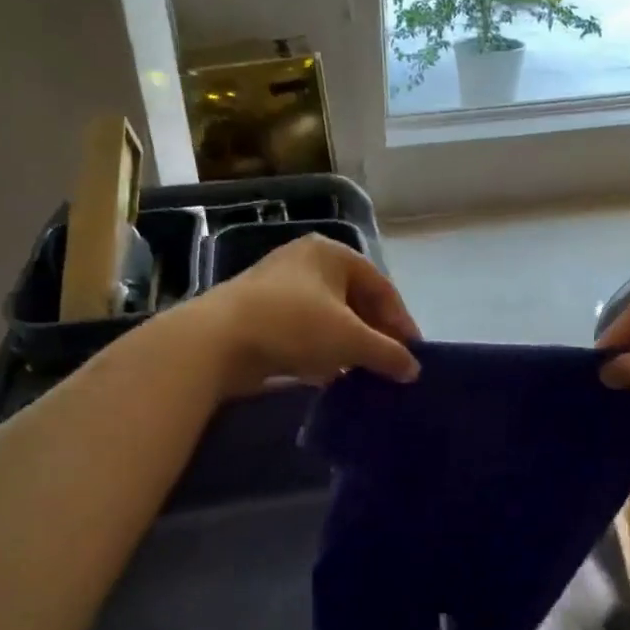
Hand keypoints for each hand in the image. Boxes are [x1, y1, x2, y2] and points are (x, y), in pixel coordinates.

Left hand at [189, 234, 421, 395]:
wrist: (216, 341)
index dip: (401, 321)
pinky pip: (305, 331)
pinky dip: (322, 351)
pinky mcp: (261, 315)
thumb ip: (388, 353)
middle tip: (390, 364)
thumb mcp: (350, 339)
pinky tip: (331, 376)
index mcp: (331, 253)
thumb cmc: (294, 325)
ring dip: (349, 345)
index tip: (413, 353)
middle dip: (375, 334)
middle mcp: (306, 262)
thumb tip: (413, 370)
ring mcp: (279, 288)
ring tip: (365, 374)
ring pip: (329, 318)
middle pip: (355, 300)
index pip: (381, 286)